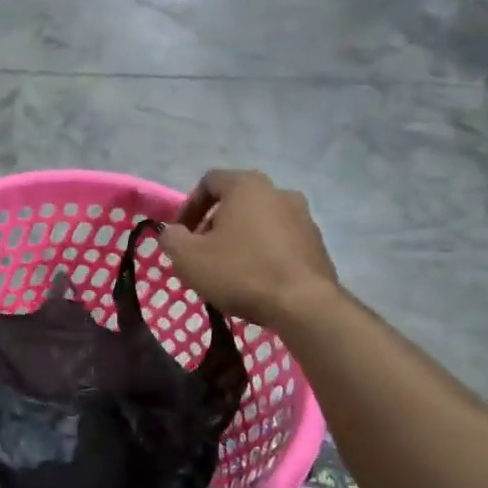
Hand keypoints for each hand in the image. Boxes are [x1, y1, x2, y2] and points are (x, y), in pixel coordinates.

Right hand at [157, 169, 337, 326]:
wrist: (303, 305)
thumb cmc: (240, 272)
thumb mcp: (188, 257)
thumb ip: (171, 238)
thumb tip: (173, 233)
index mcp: (247, 186)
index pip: (209, 182)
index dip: (188, 207)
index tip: (180, 236)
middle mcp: (279, 192)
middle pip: (235, 203)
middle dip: (213, 227)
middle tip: (201, 256)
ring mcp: (303, 218)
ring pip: (258, 224)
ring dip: (239, 241)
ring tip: (227, 272)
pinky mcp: (316, 244)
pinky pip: (279, 243)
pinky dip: (262, 254)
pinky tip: (254, 281)